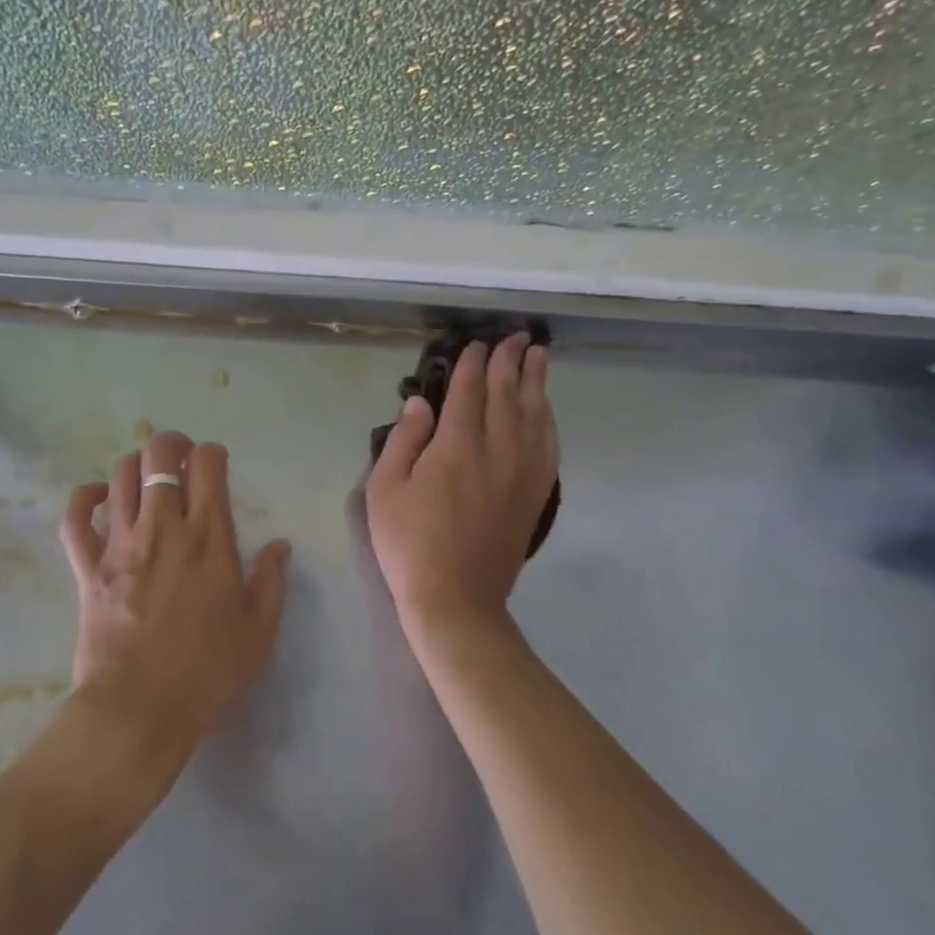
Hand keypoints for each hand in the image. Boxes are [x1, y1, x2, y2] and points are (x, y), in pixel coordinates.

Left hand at [61, 430, 291, 761]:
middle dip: (171, 444)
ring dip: (135, 464)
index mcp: (208, 540)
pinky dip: (84, 497)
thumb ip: (271, 582)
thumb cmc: (206, 673)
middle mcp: (163, 529)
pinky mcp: (87, 567)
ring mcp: (120, 544)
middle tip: (181, 458)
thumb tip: (279, 546)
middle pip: (158, 458)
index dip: (212, 453)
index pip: (208, 468)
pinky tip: (98, 497)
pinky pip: (76, 517)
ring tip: (146, 475)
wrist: (138, 710)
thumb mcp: (258, 633)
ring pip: (120, 476)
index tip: (216, 463)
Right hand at [366, 334, 558, 645]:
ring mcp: (522, 472)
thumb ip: (403, 440)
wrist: (456, 598)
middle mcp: (497, 450)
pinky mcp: (536, 494)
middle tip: (515, 336)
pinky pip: (548, 445)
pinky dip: (548, 418)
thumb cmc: (409, 543)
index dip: (472, 363)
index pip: (468, 391)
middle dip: (510, 361)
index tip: (476, 343)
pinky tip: (546, 408)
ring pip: (535, 414)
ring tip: (538, 356)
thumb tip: (420, 403)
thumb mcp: (385, 489)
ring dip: (536, 381)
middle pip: (507, 394)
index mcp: (456, 446)